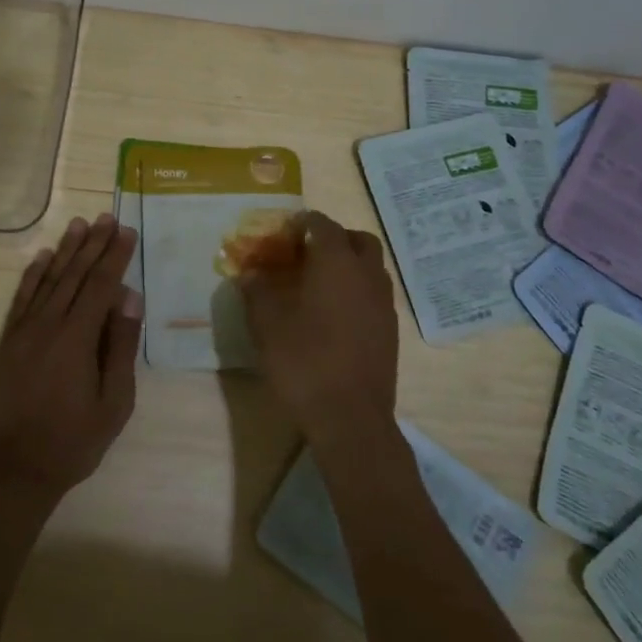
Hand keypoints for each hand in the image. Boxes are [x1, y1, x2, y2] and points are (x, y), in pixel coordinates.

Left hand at [0, 214, 143, 499]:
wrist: (11, 471)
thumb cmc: (71, 441)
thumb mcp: (113, 402)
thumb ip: (121, 347)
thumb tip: (129, 298)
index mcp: (78, 338)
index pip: (101, 285)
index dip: (115, 256)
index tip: (126, 231)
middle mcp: (48, 324)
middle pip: (74, 275)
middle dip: (93, 244)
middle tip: (106, 217)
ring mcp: (23, 332)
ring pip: (47, 280)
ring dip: (64, 251)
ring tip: (78, 225)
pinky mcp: (6, 343)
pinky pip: (20, 299)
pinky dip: (31, 276)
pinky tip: (40, 258)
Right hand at [237, 210, 398, 453]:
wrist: (350, 418)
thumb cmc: (304, 362)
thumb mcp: (267, 325)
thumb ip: (257, 291)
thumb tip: (250, 273)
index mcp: (336, 263)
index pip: (324, 225)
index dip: (304, 223)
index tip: (286, 231)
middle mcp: (366, 275)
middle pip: (358, 240)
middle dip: (335, 238)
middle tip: (308, 253)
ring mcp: (384, 303)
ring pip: (371, 267)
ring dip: (350, 264)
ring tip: (320, 283)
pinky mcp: (391, 330)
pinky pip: (375, 294)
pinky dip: (358, 290)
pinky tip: (335, 314)